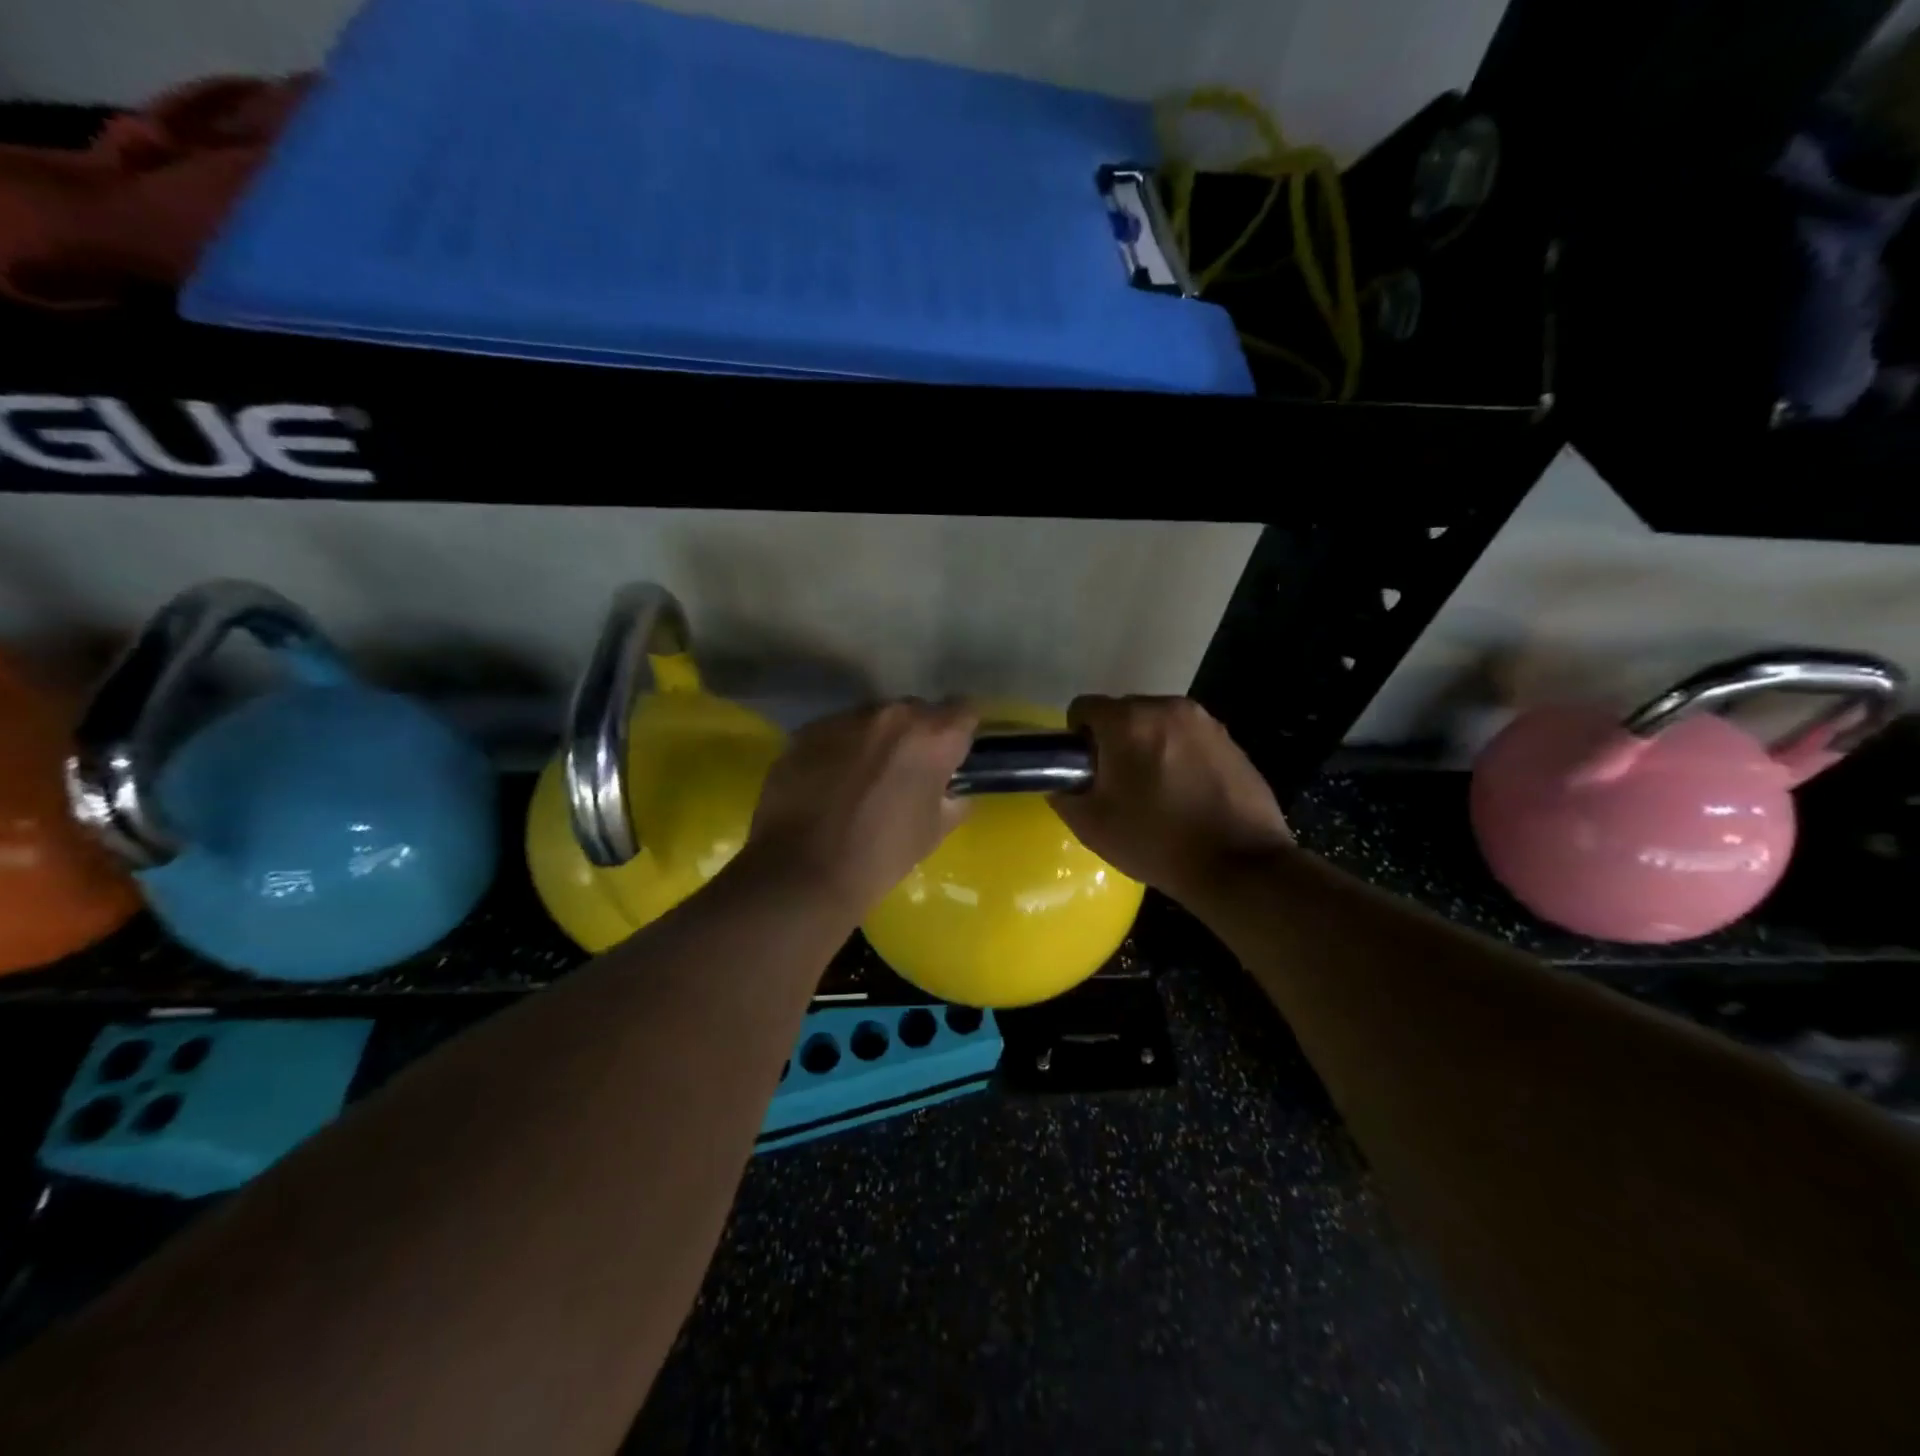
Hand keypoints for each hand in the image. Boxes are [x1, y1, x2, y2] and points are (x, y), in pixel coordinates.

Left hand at [745, 700, 979, 916]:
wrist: (802, 872)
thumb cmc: (880, 856)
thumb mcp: (934, 832)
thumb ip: (952, 799)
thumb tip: (952, 790)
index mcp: (932, 737)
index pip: (964, 711)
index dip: (961, 733)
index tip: (953, 755)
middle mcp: (891, 715)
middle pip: (916, 710)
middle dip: (917, 735)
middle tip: (908, 770)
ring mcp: (845, 719)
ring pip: (873, 719)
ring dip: (876, 740)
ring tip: (864, 776)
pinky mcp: (808, 731)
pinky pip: (837, 731)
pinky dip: (840, 748)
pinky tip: (830, 781)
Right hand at [1051, 695, 1291, 902]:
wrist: (1240, 865)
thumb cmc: (1157, 841)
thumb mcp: (1092, 825)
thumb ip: (1063, 793)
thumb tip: (1063, 780)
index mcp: (1129, 720)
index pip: (1083, 708)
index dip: (1077, 739)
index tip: (1087, 772)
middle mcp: (1168, 707)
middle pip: (1123, 713)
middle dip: (1115, 741)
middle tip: (1119, 786)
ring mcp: (1205, 722)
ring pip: (1158, 724)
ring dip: (1148, 747)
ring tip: (1157, 792)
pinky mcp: (1231, 741)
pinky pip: (1188, 739)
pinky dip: (1179, 756)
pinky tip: (1187, 795)